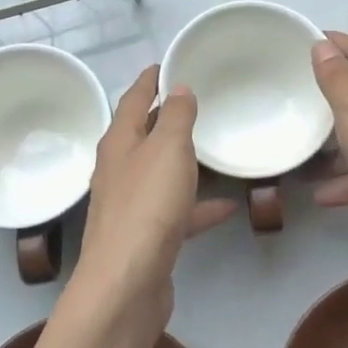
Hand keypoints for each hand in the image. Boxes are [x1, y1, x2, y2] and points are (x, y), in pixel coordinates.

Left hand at [70, 66, 236, 324]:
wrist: (126, 284)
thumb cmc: (147, 206)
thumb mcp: (168, 149)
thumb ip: (177, 116)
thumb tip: (178, 88)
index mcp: (120, 142)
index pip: (134, 99)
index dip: (150, 79)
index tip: (166, 64)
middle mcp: (119, 169)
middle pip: (144, 135)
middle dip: (166, 118)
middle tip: (196, 101)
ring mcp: (131, 205)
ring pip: (160, 173)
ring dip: (183, 162)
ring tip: (213, 149)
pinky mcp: (146, 237)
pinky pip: (176, 212)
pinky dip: (198, 207)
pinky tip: (227, 207)